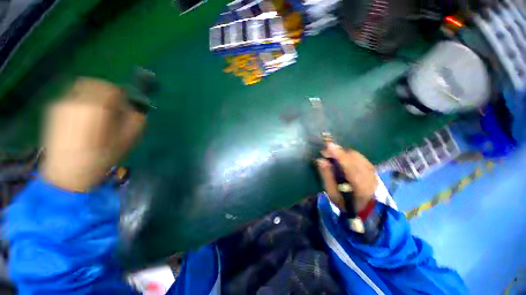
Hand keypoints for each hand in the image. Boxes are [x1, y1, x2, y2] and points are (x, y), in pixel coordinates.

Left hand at [40, 78, 145, 191]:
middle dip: (107, 93)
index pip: (112, 89)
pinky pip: (72, 97)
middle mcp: (76, 100)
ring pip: (82, 88)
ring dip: (94, 96)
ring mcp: (62, 104)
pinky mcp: (54, 110)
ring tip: (98, 114)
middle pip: (95, 84)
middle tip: (112, 108)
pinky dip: (82, 101)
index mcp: (96, 107)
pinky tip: (85, 118)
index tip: (124, 109)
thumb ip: (135, 120)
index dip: (122, 97)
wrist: (68, 173)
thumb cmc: (101, 157)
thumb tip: (133, 110)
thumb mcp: (128, 139)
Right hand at [316, 143, 377, 212]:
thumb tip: (321, 160)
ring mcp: (373, 172)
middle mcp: (370, 176)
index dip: (338, 154)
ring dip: (343, 152)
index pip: (349, 166)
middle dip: (339, 151)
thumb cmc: (345, 203)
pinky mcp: (373, 169)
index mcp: (360, 186)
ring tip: (332, 155)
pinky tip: (343, 159)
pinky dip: (349, 155)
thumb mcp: (332, 194)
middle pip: (354, 157)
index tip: (328, 145)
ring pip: (357, 155)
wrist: (365, 210)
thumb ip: (327, 176)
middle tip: (326, 152)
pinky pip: (360, 157)